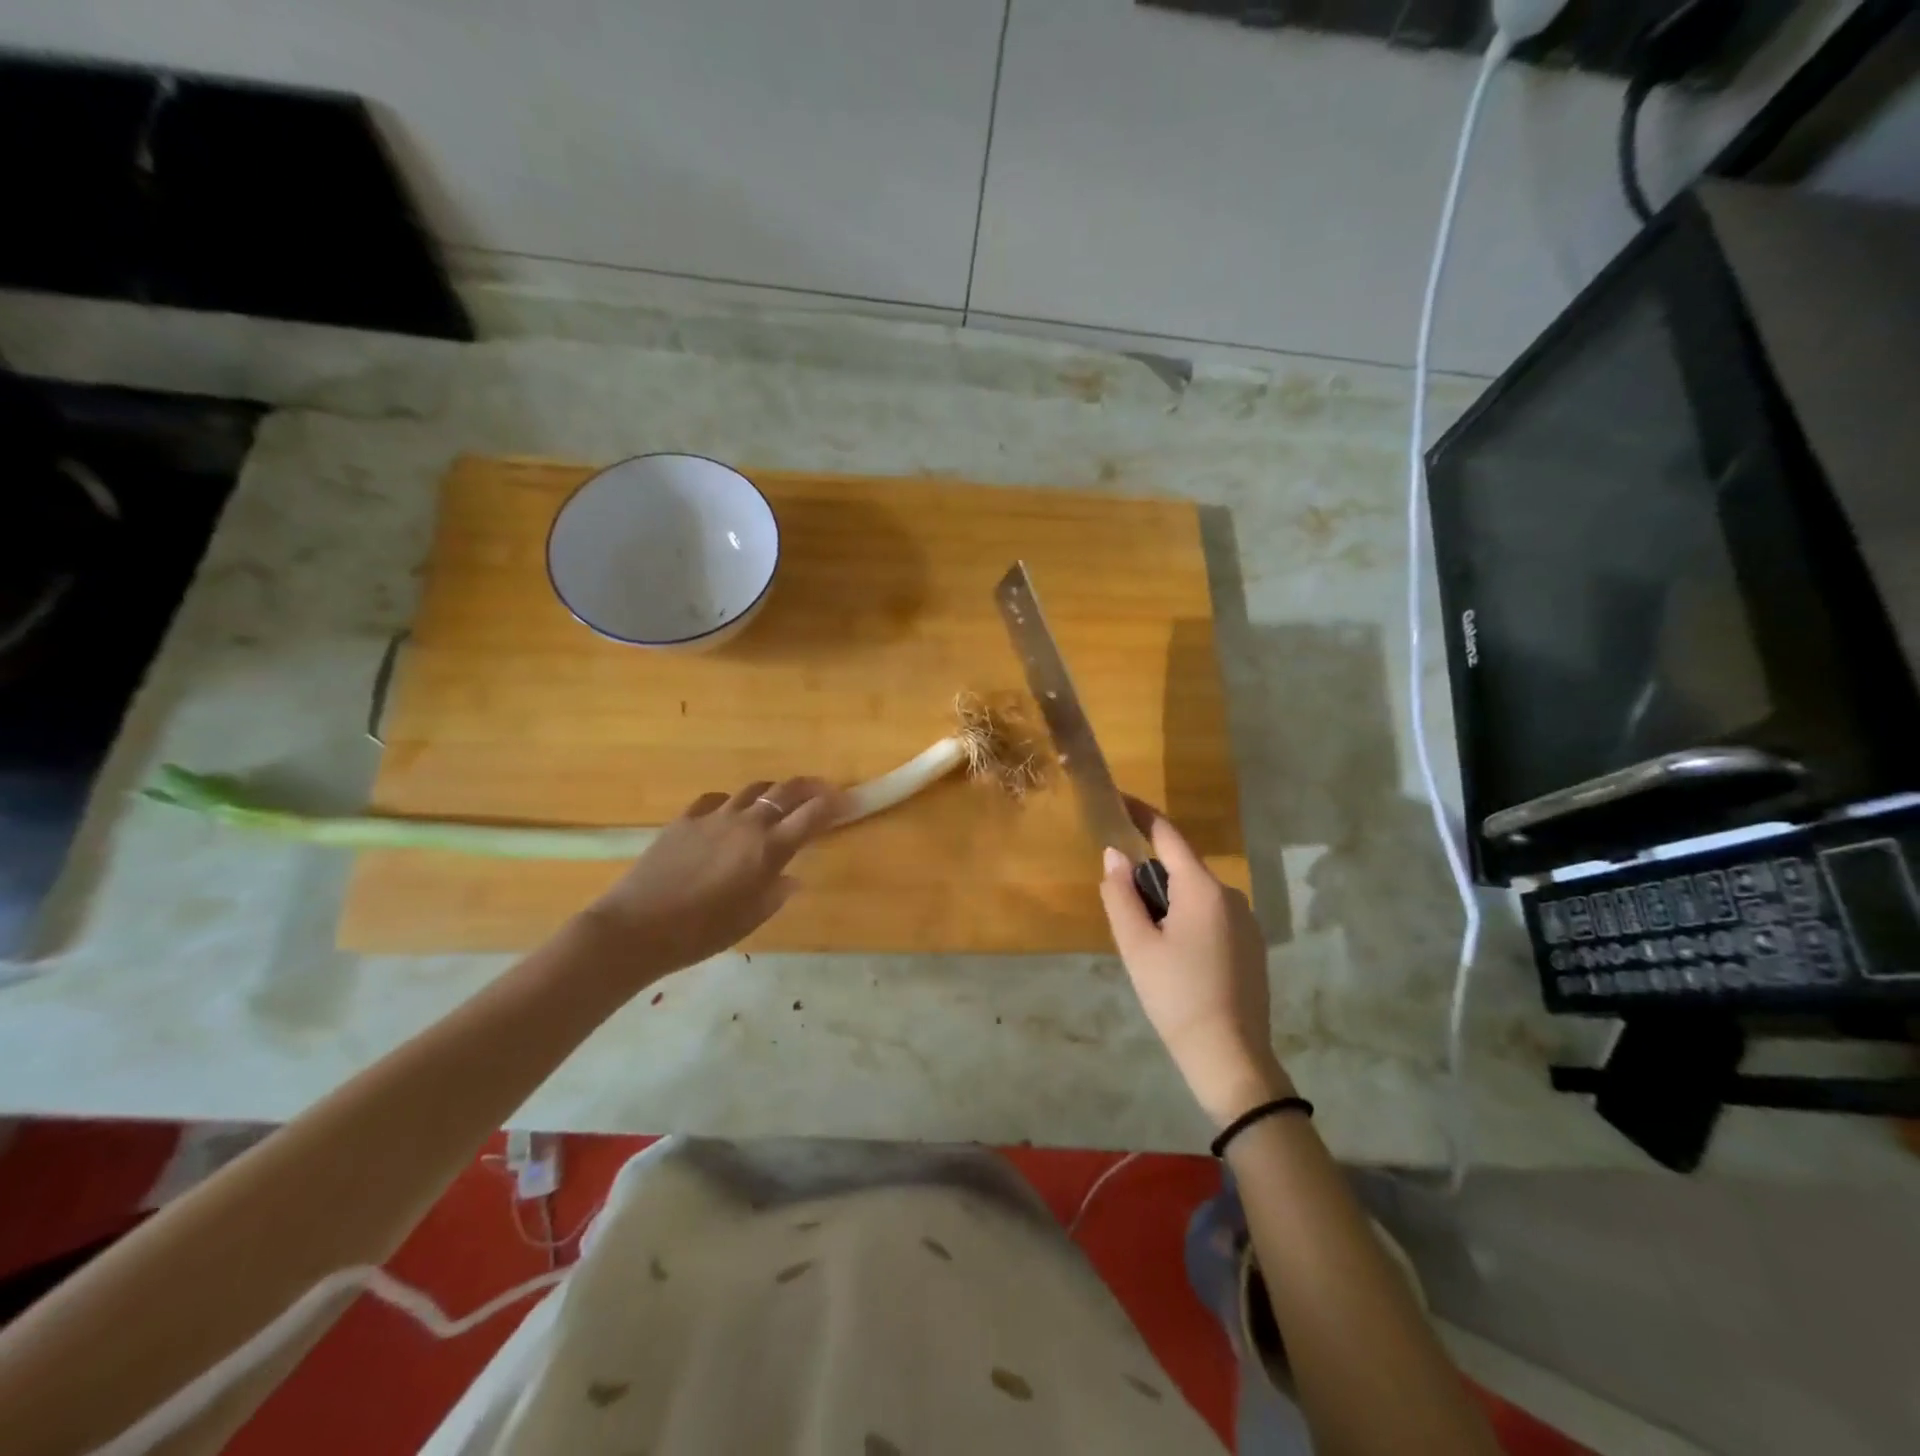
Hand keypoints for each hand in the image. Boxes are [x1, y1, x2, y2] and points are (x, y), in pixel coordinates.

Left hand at [576, 776, 842, 985]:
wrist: (637, 927)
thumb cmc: (700, 932)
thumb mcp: (748, 920)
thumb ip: (775, 894)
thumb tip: (791, 878)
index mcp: (767, 850)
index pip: (811, 816)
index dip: (834, 805)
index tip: (848, 802)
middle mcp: (746, 824)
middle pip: (786, 791)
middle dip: (810, 787)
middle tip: (824, 790)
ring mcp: (713, 817)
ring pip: (753, 790)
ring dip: (773, 791)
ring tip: (779, 800)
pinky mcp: (685, 819)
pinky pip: (717, 800)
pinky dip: (732, 802)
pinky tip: (729, 814)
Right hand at [1098, 803, 1291, 1126]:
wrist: (1231, 1058)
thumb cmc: (1176, 996)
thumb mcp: (1137, 946)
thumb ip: (1120, 895)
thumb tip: (1115, 855)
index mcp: (1203, 889)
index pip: (1168, 835)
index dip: (1141, 814)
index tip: (1118, 799)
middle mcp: (1231, 895)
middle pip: (1181, 868)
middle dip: (1150, 877)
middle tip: (1124, 910)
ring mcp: (1247, 921)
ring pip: (1196, 895)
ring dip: (1168, 903)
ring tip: (1149, 946)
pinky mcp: (1253, 945)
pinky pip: (1212, 915)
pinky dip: (1188, 921)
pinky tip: (1178, 960)